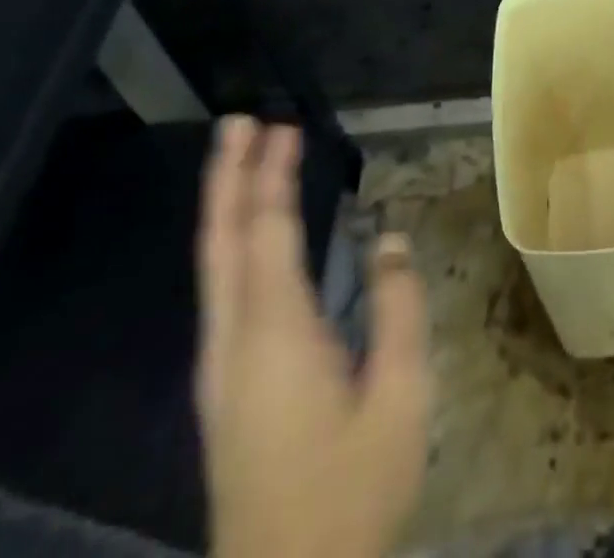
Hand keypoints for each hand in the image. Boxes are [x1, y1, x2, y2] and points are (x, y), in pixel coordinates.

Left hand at [197, 117, 430, 557]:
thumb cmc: (351, 490)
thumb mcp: (399, 397)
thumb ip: (398, 309)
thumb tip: (392, 239)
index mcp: (275, 335)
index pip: (267, 233)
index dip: (271, 175)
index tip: (281, 126)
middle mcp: (234, 342)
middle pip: (222, 242)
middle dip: (229, 177)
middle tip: (241, 122)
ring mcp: (220, 368)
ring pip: (213, 267)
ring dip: (226, 206)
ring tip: (243, 161)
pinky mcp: (223, 387)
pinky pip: (220, 292)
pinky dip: (231, 244)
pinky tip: (248, 238)